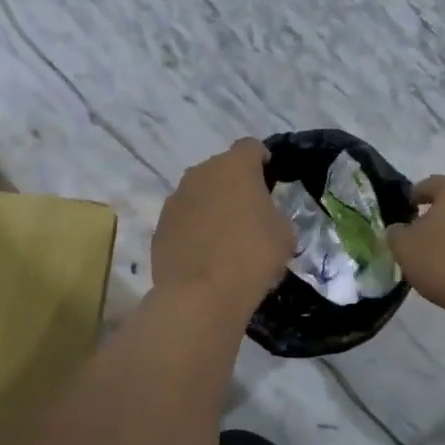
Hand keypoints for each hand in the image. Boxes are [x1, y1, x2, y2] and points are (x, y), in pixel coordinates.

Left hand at [152, 139, 294, 315]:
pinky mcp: (159, 226)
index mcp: (235, 166)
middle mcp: (201, 173)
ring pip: (200, 193)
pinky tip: (205, 256)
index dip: (263, 161)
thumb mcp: (284, 234)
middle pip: (222, 169)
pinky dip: (194, 229)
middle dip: (235, 186)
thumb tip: (264, 217)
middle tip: (250, 215)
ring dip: (212, 206)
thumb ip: (275, 214)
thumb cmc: (252, 257)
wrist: (200, 296)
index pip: (251, 147)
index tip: (271, 183)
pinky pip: (184, 219)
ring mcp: (175, 199)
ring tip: (225, 238)